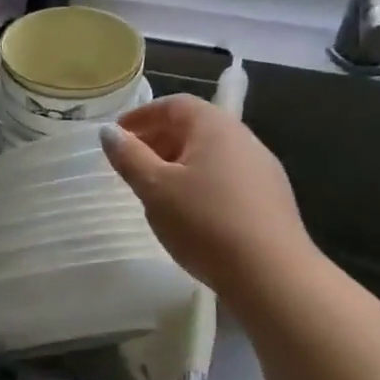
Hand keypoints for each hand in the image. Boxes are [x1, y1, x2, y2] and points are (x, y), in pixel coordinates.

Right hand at [100, 95, 314, 297]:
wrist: (272, 275)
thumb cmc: (205, 221)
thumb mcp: (155, 188)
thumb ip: (129, 156)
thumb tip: (108, 132)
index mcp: (215, 128)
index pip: (175, 104)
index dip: (142, 115)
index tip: (117, 135)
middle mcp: (243, 139)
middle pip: (194, 126)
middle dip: (158, 139)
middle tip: (130, 163)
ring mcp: (261, 169)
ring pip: (210, 154)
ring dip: (177, 162)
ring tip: (154, 189)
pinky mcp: (269, 199)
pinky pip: (225, 177)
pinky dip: (198, 181)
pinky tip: (187, 212)